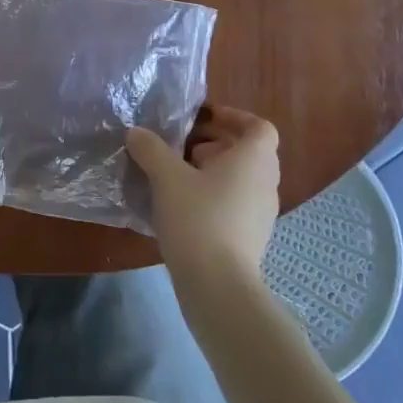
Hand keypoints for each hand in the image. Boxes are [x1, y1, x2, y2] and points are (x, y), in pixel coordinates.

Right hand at [126, 106, 280, 281]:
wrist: (218, 285)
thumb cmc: (198, 218)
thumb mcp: (167, 178)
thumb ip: (151, 150)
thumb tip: (136, 133)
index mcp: (254, 160)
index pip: (259, 127)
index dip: (234, 117)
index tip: (204, 119)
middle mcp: (266, 182)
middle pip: (249, 152)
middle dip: (217, 144)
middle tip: (184, 148)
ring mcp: (263, 213)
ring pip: (242, 179)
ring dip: (215, 171)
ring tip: (179, 177)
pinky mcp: (253, 237)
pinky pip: (237, 203)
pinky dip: (216, 196)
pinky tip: (184, 208)